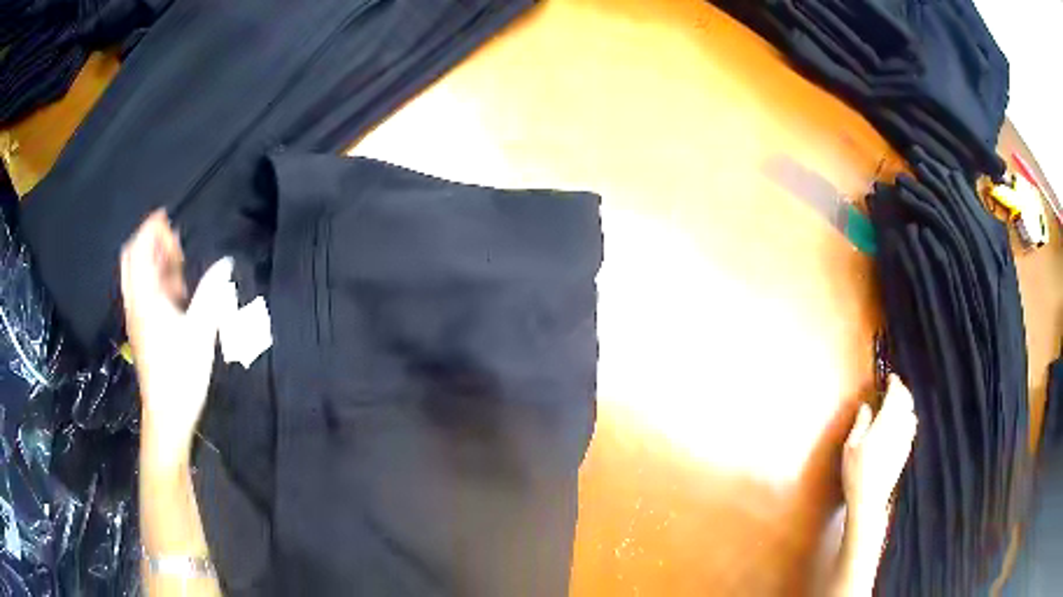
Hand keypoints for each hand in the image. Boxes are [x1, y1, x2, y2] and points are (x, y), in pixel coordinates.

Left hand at [120, 210, 234, 469]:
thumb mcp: (200, 331)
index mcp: (145, 298)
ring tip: (179, 266)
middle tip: (173, 244)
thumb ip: (211, 293)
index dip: (150, 229)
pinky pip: (144, 294)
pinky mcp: (143, 331)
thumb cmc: (181, 374)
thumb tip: (226, 264)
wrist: (167, 415)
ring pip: (138, 277)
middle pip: (132, 260)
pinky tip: (177, 293)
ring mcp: (137, 318)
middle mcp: (136, 303)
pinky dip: (156, 282)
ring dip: (154, 263)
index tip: (169, 219)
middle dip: (150, 243)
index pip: (138, 250)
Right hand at [843, 375, 917, 519]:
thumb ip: (861, 423)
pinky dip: (908, 416)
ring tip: (898, 402)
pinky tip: (902, 422)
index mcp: (885, 423)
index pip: (896, 395)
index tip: (890, 377)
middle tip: (894, 386)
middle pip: (907, 401)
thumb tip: (867, 406)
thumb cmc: (856, 473)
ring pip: (911, 413)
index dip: (894, 383)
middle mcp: (900, 427)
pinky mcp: (906, 450)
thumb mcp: (851, 447)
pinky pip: (912, 426)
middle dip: (902, 390)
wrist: (870, 500)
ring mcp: (905, 439)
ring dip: (906, 403)